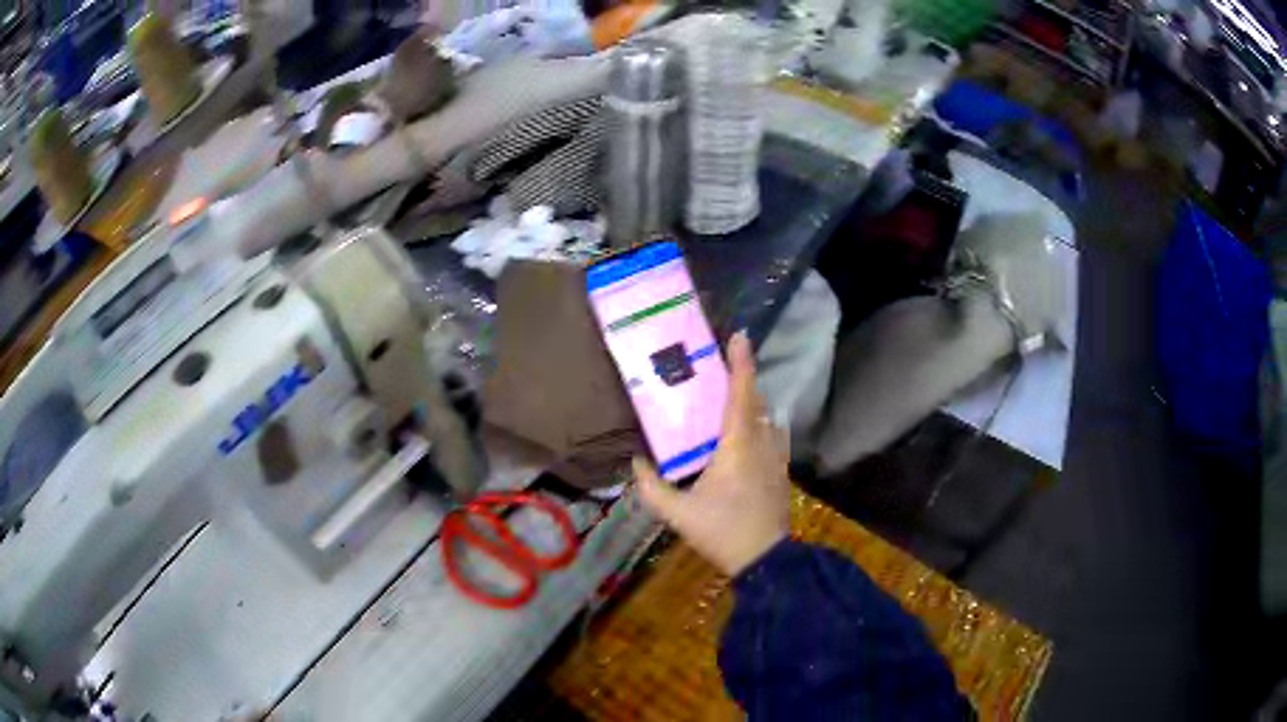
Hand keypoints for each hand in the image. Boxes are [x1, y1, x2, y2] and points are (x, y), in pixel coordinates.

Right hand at [633, 331, 790, 575]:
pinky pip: (773, 435)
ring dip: (753, 401)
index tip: (740, 335)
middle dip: (744, 378)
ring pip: (767, 417)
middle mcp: (761, 442)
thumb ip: (652, 487)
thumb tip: (635, 463)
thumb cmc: (722, 531)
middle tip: (723, 365)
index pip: (741, 394)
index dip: (741, 363)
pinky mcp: (780, 471)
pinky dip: (762, 423)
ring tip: (732, 396)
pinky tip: (751, 433)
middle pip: (756, 400)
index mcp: (738, 444)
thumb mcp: (678, 513)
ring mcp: (775, 457)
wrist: (764, 558)